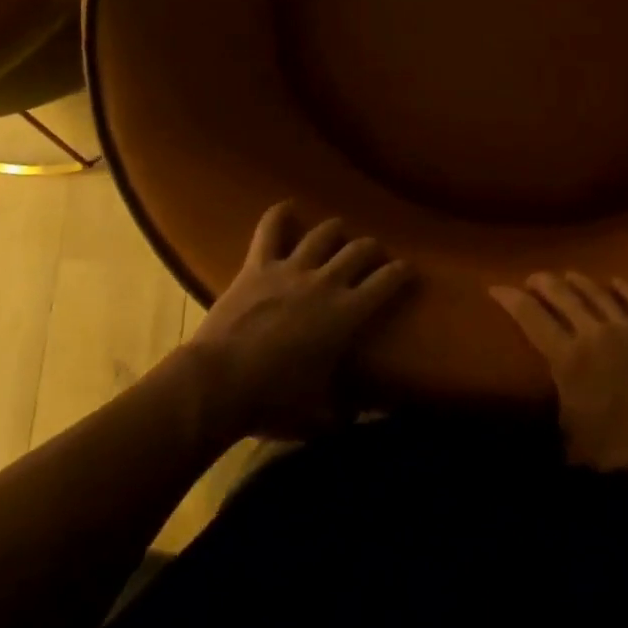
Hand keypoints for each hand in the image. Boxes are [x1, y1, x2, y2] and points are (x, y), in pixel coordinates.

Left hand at [187, 202, 412, 438]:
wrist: (219, 383)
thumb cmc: (273, 401)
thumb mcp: (316, 416)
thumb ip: (340, 413)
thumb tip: (352, 420)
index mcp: (347, 315)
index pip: (387, 282)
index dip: (402, 273)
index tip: (408, 269)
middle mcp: (325, 282)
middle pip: (359, 250)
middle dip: (372, 249)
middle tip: (374, 255)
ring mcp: (290, 269)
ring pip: (323, 234)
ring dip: (335, 230)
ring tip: (339, 231)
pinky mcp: (258, 266)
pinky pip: (270, 230)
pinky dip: (280, 215)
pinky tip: (288, 207)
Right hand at [491, 272, 627, 479]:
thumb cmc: (622, 446)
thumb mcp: (575, 443)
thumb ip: (556, 424)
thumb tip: (542, 426)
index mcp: (568, 357)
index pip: (530, 316)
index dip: (510, 299)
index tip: (495, 288)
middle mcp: (593, 331)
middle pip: (562, 294)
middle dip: (542, 282)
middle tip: (531, 280)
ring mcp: (627, 326)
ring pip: (596, 291)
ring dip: (577, 280)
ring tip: (567, 275)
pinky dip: (623, 287)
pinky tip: (615, 281)